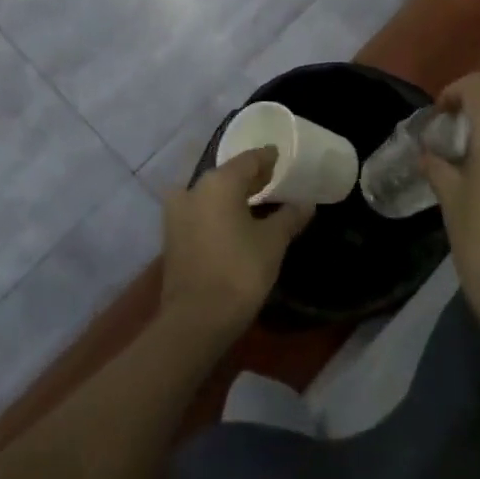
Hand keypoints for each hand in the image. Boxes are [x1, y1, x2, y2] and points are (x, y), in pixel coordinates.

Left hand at [161, 148, 311, 341]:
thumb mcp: (273, 242)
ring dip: (232, 195)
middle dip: (250, 177)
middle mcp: (194, 189)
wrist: (195, 321)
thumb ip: (289, 216)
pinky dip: (218, 211)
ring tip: (256, 201)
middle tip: (273, 179)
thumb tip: (307, 202)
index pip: (249, 160)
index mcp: (219, 182)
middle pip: (227, 175)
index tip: (281, 157)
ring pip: (211, 194)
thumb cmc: (239, 271)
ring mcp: (178, 213)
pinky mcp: (172, 237)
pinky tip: (235, 222)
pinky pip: (201, 212)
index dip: (267, 158)